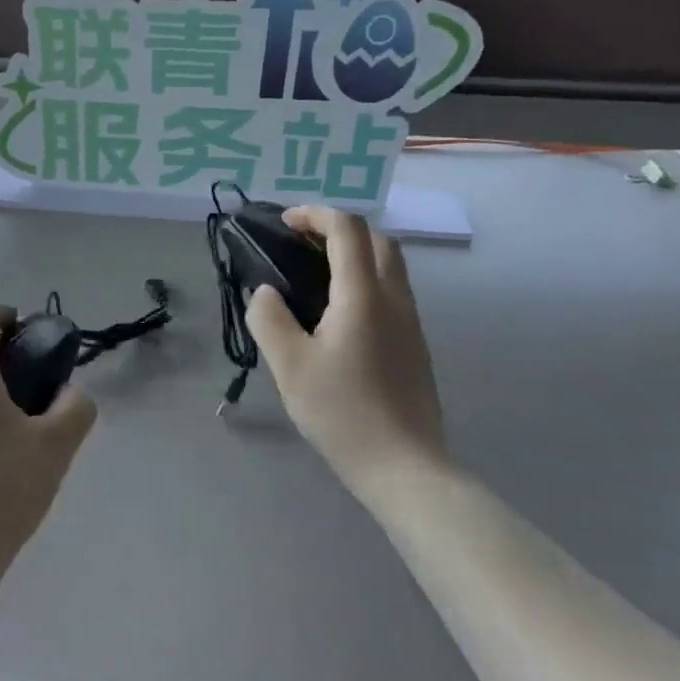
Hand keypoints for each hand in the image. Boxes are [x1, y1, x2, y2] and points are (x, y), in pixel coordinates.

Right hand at [245, 207, 447, 488]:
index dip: (315, 215)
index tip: (284, 224)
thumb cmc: (342, 412)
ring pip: (390, 266)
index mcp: (364, 296)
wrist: (403, 465)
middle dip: (339, 229)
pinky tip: (336, 314)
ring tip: (314, 275)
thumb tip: (265, 292)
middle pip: (378, 240)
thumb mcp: (289, 366)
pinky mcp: (414, 345)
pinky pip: (392, 293)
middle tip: (302, 244)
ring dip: (355, 254)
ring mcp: (410, 323)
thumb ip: (270, 320)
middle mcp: (394, 299)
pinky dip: (364, 280)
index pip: (348, 230)